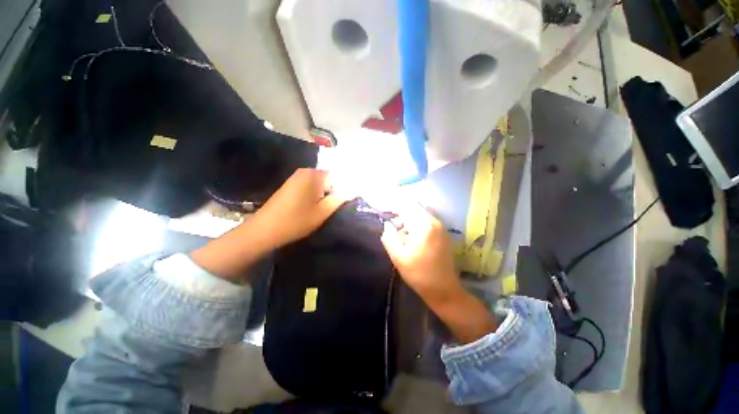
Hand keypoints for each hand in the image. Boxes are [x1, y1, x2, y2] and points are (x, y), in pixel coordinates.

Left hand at [191, 169, 344, 280]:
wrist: (264, 229)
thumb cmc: (296, 221)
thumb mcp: (322, 212)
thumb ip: (339, 199)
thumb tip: (350, 191)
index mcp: (314, 175)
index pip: (337, 177)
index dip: (341, 191)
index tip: (339, 205)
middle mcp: (305, 171)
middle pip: (328, 179)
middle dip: (331, 193)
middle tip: (330, 209)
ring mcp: (295, 177)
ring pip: (318, 184)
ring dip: (322, 195)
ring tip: (320, 210)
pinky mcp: (290, 185)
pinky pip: (309, 187)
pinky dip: (313, 196)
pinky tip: (309, 208)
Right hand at [380, 202, 462, 306]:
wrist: (444, 289)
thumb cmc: (419, 274)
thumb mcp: (398, 257)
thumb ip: (389, 237)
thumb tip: (387, 224)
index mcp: (423, 226)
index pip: (406, 206)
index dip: (393, 206)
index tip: (384, 210)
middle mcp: (434, 222)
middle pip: (414, 207)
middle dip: (401, 211)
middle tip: (391, 221)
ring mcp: (441, 227)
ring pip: (421, 213)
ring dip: (409, 216)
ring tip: (400, 228)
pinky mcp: (443, 233)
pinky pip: (427, 220)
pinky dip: (417, 221)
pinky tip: (411, 234)